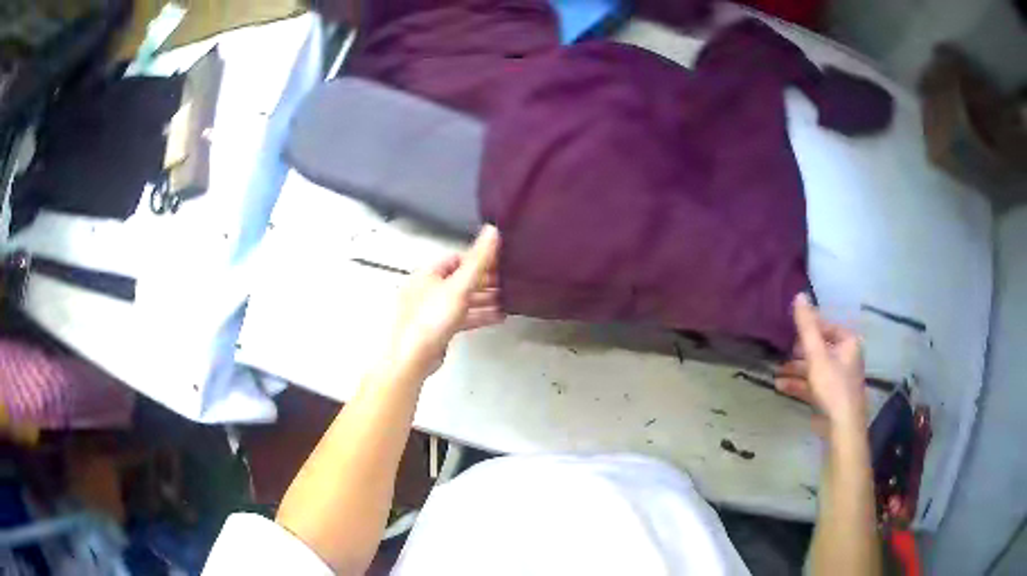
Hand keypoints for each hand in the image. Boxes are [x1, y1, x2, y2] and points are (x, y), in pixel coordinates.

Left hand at [384, 225, 504, 378]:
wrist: (413, 358)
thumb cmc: (431, 318)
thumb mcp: (459, 286)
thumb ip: (479, 260)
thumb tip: (493, 230)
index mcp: (429, 273)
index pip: (457, 258)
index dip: (479, 259)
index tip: (500, 261)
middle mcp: (429, 289)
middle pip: (461, 279)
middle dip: (485, 281)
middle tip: (510, 282)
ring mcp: (433, 310)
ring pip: (463, 299)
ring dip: (484, 299)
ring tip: (509, 300)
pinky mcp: (438, 329)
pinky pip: (462, 317)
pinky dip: (479, 315)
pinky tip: (498, 317)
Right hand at [775, 293, 866, 436]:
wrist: (841, 426)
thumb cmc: (833, 385)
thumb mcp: (817, 354)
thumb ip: (807, 326)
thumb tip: (799, 294)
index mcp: (848, 342)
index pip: (825, 327)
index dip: (807, 328)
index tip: (787, 331)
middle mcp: (845, 357)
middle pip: (818, 348)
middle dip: (797, 352)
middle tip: (779, 352)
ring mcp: (837, 378)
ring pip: (813, 367)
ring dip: (795, 369)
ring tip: (775, 370)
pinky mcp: (829, 396)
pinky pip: (812, 384)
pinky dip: (797, 383)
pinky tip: (779, 385)